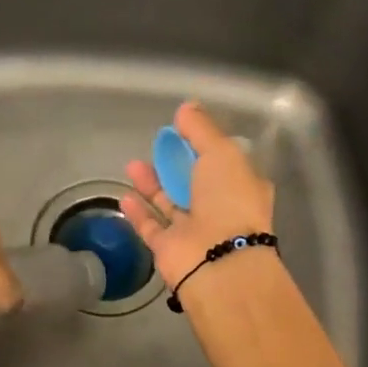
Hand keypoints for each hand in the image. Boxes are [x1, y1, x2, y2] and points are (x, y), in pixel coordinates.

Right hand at [121, 102, 275, 287]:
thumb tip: (186, 107)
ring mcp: (194, 231)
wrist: (217, 260)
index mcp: (242, 187)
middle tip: (156, 147)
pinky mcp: (170, 249)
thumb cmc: (227, 199)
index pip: (223, 162)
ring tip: (132, 164)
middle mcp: (220, 209)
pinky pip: (151, 226)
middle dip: (174, 163)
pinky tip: (125, 194)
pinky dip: (139, 211)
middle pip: (193, 182)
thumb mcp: (220, 152)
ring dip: (152, 184)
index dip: (204, 146)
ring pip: (170, 203)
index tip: (183, 132)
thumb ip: (200, 129)